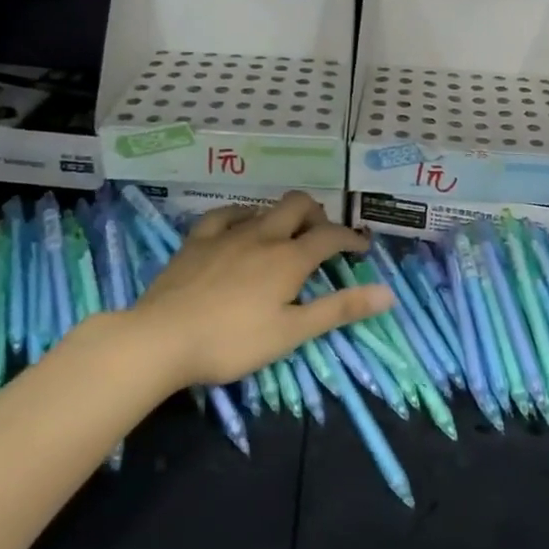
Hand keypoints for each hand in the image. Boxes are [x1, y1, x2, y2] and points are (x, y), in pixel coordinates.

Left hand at [129, 193, 393, 390]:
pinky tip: (242, 225)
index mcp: (289, 258)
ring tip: (287, 236)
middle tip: (323, 238)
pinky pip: (225, 215)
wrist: (161, 339)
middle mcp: (263, 236)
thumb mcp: (292, 332)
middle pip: (298, 206)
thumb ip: (339, 310)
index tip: (362, 249)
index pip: (331, 237)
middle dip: (318, 215)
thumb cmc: (233, 342)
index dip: (351, 239)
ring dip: (284, 216)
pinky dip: (243, 216)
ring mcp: (227, 234)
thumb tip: (388, 293)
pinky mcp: (197, 241)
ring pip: (265, 208)